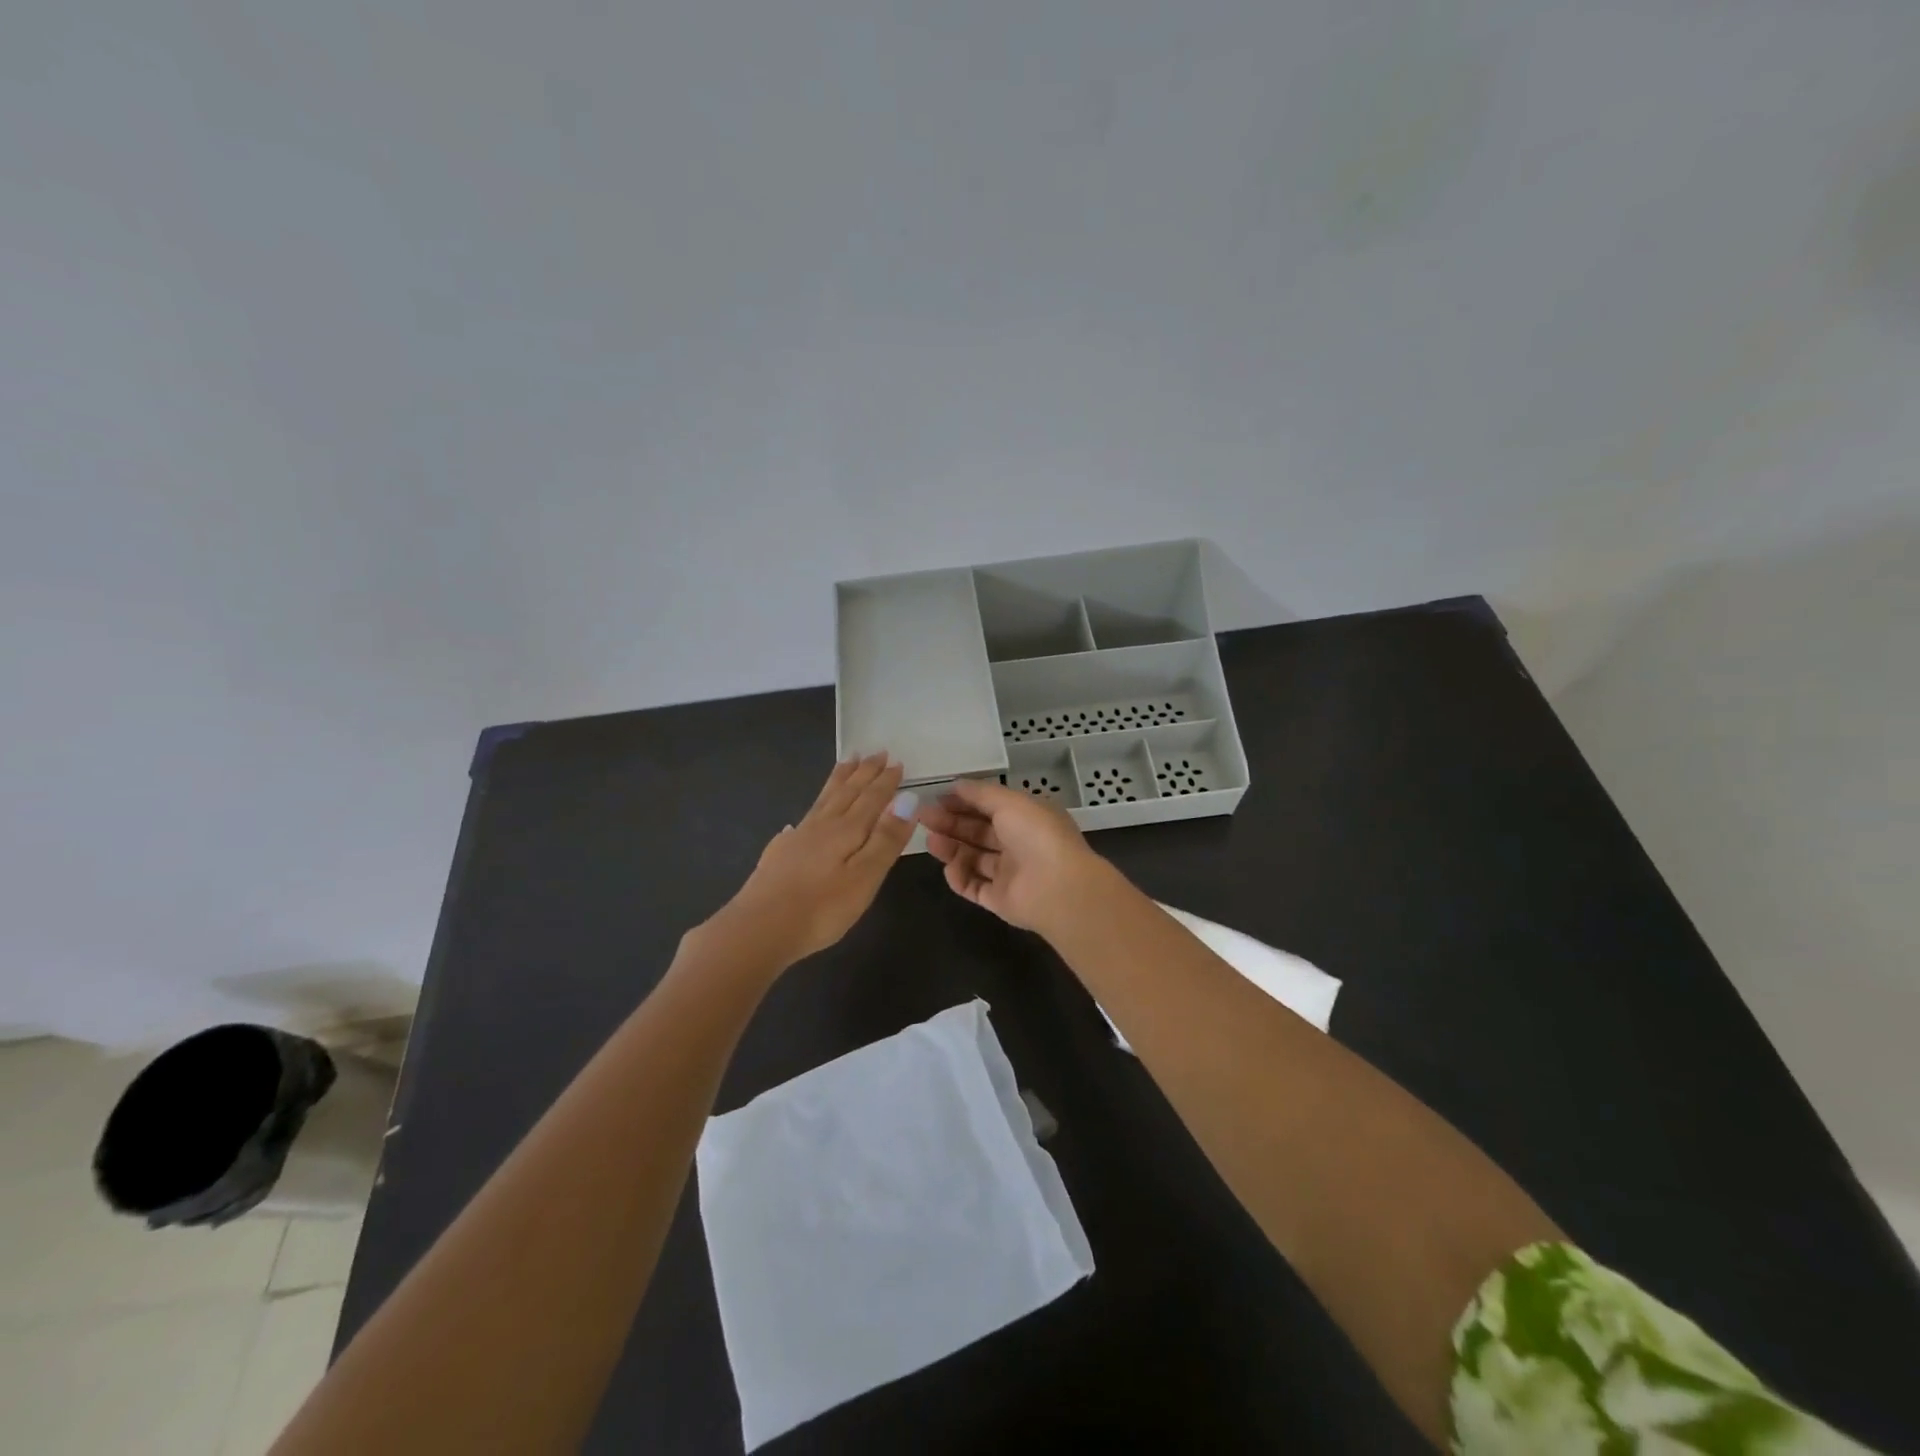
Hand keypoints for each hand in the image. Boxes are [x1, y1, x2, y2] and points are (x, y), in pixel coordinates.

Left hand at [716, 753, 919, 965]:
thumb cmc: (821, 908)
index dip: (885, 781)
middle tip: (875, 752)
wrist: (759, 929)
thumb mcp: (865, 876)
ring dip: (838, 781)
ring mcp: (797, 839)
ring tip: (846, 763)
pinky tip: (801, 821)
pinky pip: (801, 822)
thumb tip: (907, 799)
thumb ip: (886, 839)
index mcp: (847, 830)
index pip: (872, 798)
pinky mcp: (779, 855)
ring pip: (823, 800)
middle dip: (863, 773)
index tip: (896, 762)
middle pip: (847, 792)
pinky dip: (809, 813)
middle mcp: (822, 826)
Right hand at [918, 778, 1113, 935]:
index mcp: (1026, 817)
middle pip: (978, 832)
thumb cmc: (1036, 835)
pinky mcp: (1001, 900)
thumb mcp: (1009, 802)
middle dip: (951, 823)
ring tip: (930, 841)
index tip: (936, 798)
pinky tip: (948, 868)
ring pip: (974, 858)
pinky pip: (975, 887)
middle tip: (923, 818)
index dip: (963, 802)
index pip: (990, 807)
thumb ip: (981, 793)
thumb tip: (956, 784)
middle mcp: (1019, 844)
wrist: (1058, 888)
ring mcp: (1010, 873)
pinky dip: (960, 878)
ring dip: (952, 848)